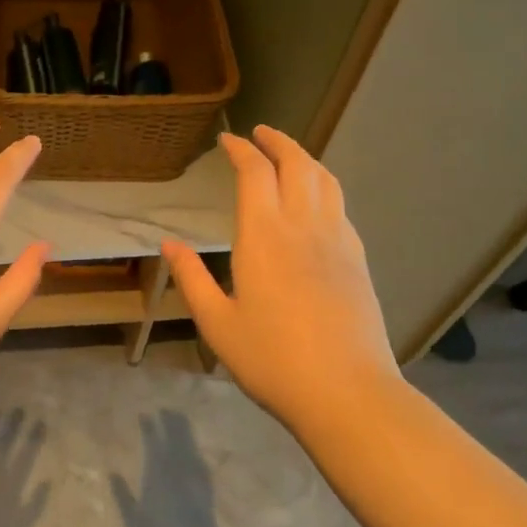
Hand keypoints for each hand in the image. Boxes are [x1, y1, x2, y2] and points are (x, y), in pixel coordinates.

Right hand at [112, 412, 221, 526]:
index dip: (149, 427)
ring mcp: (195, 480)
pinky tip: (194, 450)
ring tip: (180, 418)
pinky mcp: (207, 491)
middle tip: (166, 408)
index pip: (153, 443)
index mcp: (157, 477)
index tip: (145, 414)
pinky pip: (200, 462)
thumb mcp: (133, 523)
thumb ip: (122, 495)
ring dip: (185, 431)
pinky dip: (195, 451)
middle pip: (175, 440)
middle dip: (171, 422)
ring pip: (190, 447)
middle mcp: (177, 472)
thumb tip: (112, 473)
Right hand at [162, 125, 399, 428]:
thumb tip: (169, 244)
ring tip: (288, 155)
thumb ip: (191, 278)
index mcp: (264, 236)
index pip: (255, 173)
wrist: (347, 392)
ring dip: (304, 158)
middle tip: (260, 134)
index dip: (240, 150)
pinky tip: (315, 201)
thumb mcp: (217, 323)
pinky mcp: (357, 259)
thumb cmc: (271, 359)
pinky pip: (340, 206)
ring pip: (325, 180)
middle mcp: (304, 226)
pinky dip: (323, 187)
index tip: (227, 140)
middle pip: (296, 164)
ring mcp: (337, 240)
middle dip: (277, 141)